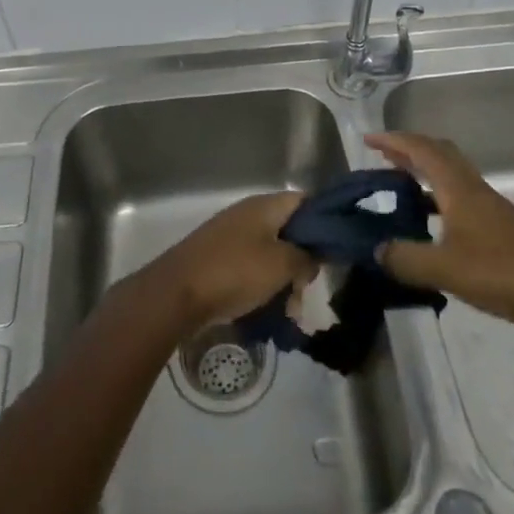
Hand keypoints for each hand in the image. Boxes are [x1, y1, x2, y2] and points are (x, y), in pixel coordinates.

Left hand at [142, 191, 317, 331]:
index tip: (336, 250)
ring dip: (284, 280)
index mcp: (264, 206)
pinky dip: (263, 287)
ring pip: (271, 254)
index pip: (305, 202)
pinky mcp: (220, 259)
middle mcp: (248, 214)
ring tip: (289, 311)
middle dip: (303, 261)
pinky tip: (269, 312)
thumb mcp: (281, 264)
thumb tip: (314, 255)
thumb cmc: (235, 272)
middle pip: (289, 231)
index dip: (324, 222)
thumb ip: (306, 256)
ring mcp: (232, 236)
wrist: (178, 292)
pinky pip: (252, 268)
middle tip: (307, 289)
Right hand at [365, 131, 513, 328]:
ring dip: (424, 173)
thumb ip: (406, 259)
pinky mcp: (500, 227)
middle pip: (439, 153)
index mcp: (457, 188)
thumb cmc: (503, 271)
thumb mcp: (445, 269)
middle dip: (409, 150)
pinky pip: (460, 197)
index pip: (421, 150)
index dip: (394, 140)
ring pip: (451, 175)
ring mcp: (490, 207)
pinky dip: (438, 198)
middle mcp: (473, 188)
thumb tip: (376, 250)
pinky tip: (431, 223)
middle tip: (383, 156)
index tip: (368, 140)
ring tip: (399, 186)